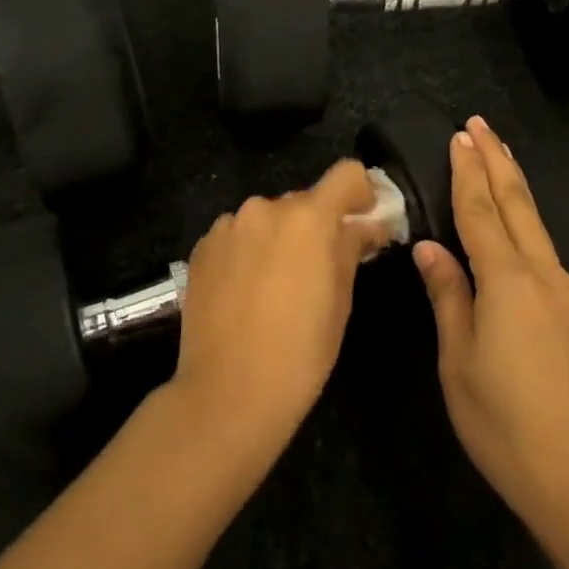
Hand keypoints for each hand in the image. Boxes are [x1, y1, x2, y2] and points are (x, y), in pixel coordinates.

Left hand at [170, 160, 379, 452]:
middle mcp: (265, 208)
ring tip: (277, 285)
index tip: (364, 218)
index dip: (361, 192)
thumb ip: (351, 249)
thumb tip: (366, 225)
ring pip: (267, 219)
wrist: (227, 393)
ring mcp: (228, 225)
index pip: (346, 174)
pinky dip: (248, 251)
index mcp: (308, 217)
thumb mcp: (340, 301)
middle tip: (320, 267)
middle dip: (317, 225)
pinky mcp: (202, 246)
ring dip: (279, 237)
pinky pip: (237, 235)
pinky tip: (245, 291)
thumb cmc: (300, 352)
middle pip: (304, 200)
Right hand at [413, 117, 568, 553]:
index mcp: (507, 281)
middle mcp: (542, 275)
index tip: (459, 135)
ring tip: (498, 157)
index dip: (467, 172)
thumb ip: (448, 297)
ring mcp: (566, 294)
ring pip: (536, 224)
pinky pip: (544, 249)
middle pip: (517, 204)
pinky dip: (525, 219)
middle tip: (480, 125)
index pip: (480, 211)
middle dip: (496, 161)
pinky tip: (516, 224)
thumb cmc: (506, 425)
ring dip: (514, 185)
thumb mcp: (458, 362)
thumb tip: (430, 248)